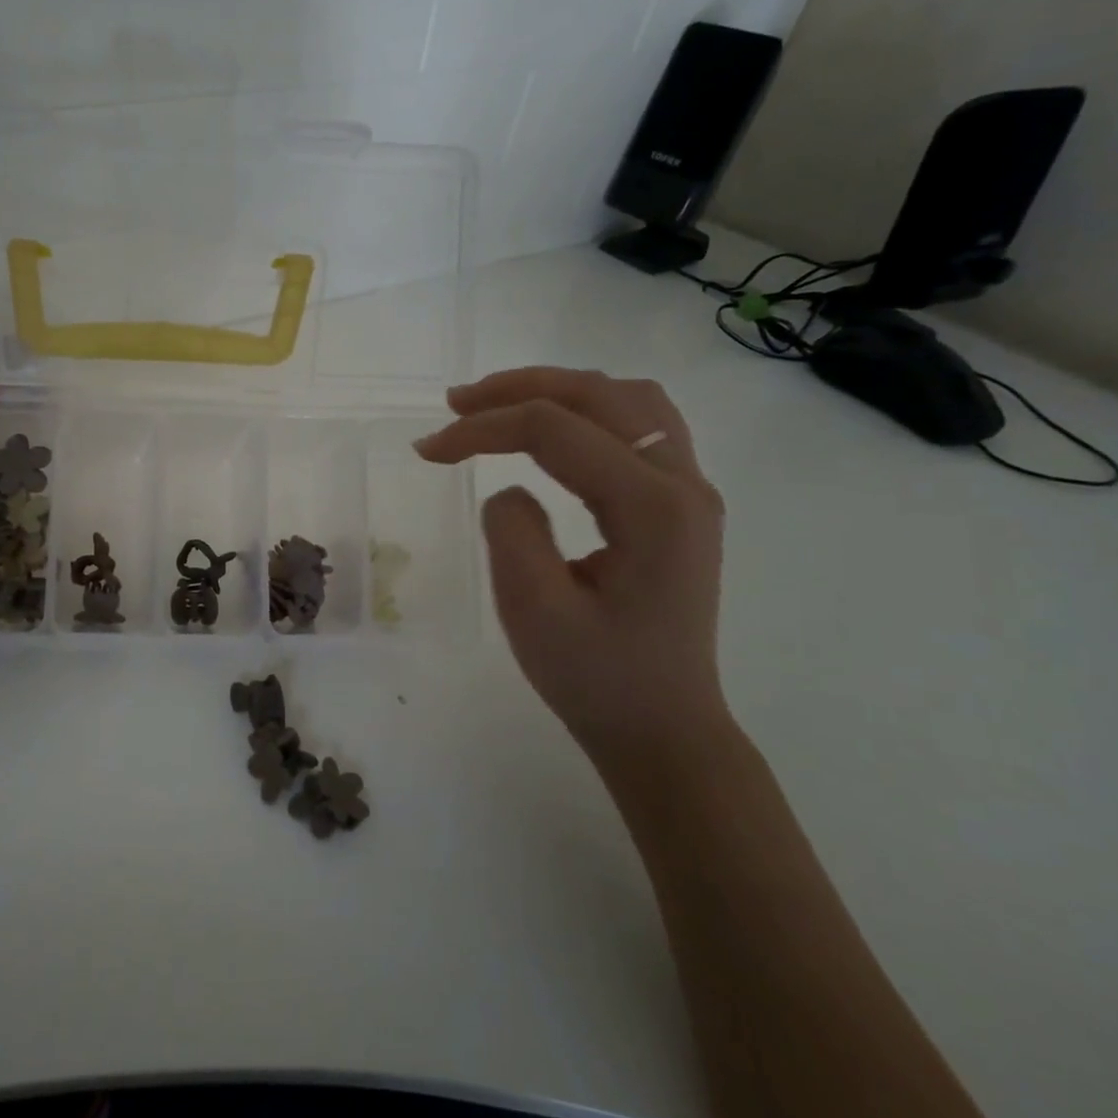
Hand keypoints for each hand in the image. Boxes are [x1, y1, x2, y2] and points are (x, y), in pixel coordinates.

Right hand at [414, 368, 729, 761]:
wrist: (662, 728)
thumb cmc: (596, 679)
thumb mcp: (534, 612)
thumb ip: (512, 533)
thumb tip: (508, 489)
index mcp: (652, 509)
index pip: (557, 432)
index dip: (483, 429)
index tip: (427, 450)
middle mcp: (683, 484)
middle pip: (598, 395)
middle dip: (519, 389)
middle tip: (455, 405)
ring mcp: (689, 490)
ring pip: (627, 399)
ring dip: (557, 390)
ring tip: (498, 405)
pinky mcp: (680, 504)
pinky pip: (639, 424)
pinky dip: (586, 410)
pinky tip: (551, 429)